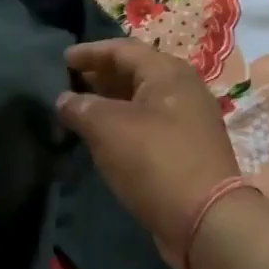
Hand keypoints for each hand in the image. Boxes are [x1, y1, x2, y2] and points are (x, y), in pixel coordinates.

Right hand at [56, 38, 241, 268]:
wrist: (205, 219)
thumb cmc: (154, 161)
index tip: (62, 60)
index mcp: (168, 73)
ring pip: (141, 101)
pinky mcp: (187, 149)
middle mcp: (183, 90)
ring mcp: (188, 121)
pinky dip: (123, 125)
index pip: (122, 49)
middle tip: (68, 84)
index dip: (90, 52)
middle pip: (135, 72)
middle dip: (100, 76)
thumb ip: (81, 108)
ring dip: (110, 102)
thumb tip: (64, 100)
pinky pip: (148, 125)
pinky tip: (104, 139)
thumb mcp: (108, 128)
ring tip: (79, 111)